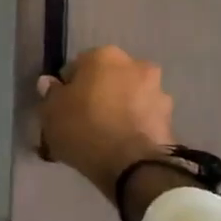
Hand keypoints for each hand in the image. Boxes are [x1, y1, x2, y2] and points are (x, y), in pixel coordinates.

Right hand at [37, 46, 175, 190]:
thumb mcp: (51, 112)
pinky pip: (142, 117)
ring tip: (104, 135)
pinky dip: (132, 125)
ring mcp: (158, 91)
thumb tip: (50, 83)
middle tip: (83, 118)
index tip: (62, 106)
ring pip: (128, 97)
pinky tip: (119, 144)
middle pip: (107, 78)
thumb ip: (50, 93)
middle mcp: (135, 65)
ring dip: (118, 108)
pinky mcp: (170, 118)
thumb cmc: (84, 128)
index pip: (78, 65)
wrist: (132, 165)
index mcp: (104, 56)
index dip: (68, 86)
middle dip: (97, 93)